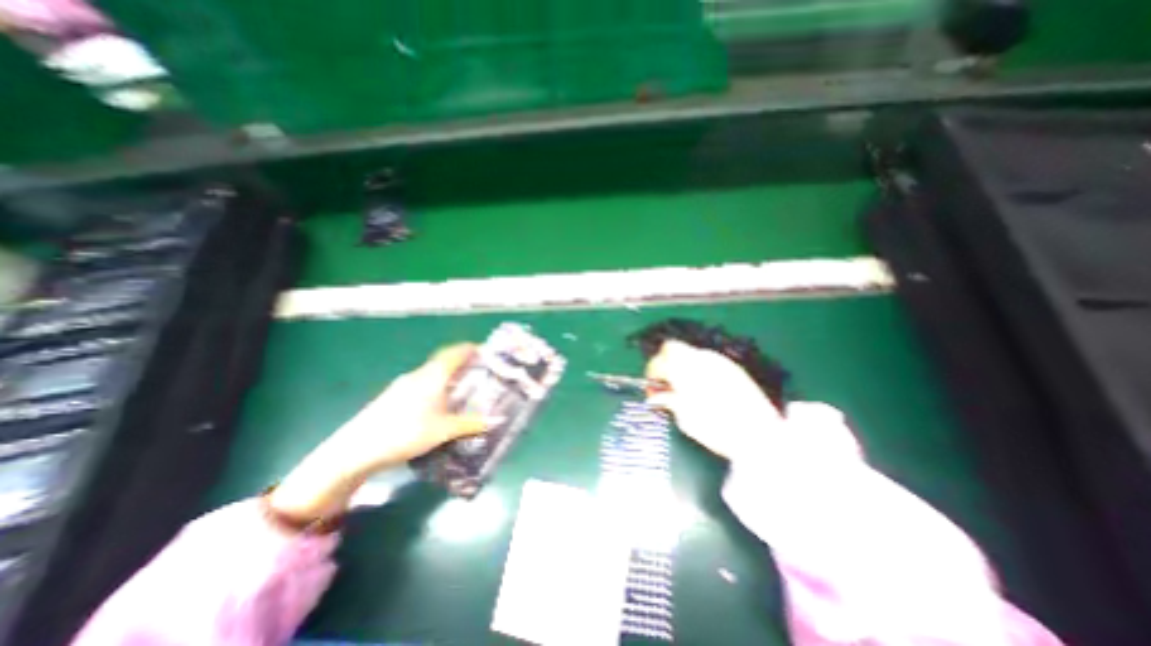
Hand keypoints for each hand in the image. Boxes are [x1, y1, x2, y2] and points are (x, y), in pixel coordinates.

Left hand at [269, 346, 484, 521]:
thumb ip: (471, 424)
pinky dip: (435, 385)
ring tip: (461, 388)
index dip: (471, 349)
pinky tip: (437, 403)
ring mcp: (403, 384)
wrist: (357, 450)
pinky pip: (421, 382)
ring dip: (447, 375)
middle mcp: (418, 374)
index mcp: (433, 376)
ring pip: (431, 372)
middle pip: (444, 360)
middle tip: (478, 371)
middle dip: (461, 362)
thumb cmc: (406, 433)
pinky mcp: (393, 396)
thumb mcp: (443, 430)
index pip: (455, 353)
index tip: (485, 352)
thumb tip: (496, 420)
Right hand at [645, 339, 787, 459]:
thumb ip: (670, 402)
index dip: (651, 371)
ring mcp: (717, 360)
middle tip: (665, 381)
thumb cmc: (718, 430)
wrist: (761, 434)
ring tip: (683, 385)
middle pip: (672, 347)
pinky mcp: (731, 366)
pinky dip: (697, 367)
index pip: (659, 360)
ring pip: (689, 351)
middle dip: (664, 361)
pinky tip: (702, 385)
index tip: (652, 385)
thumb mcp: (686, 419)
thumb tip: (657, 396)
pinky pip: (706, 359)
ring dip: (681, 364)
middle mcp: (699, 359)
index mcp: (685, 372)